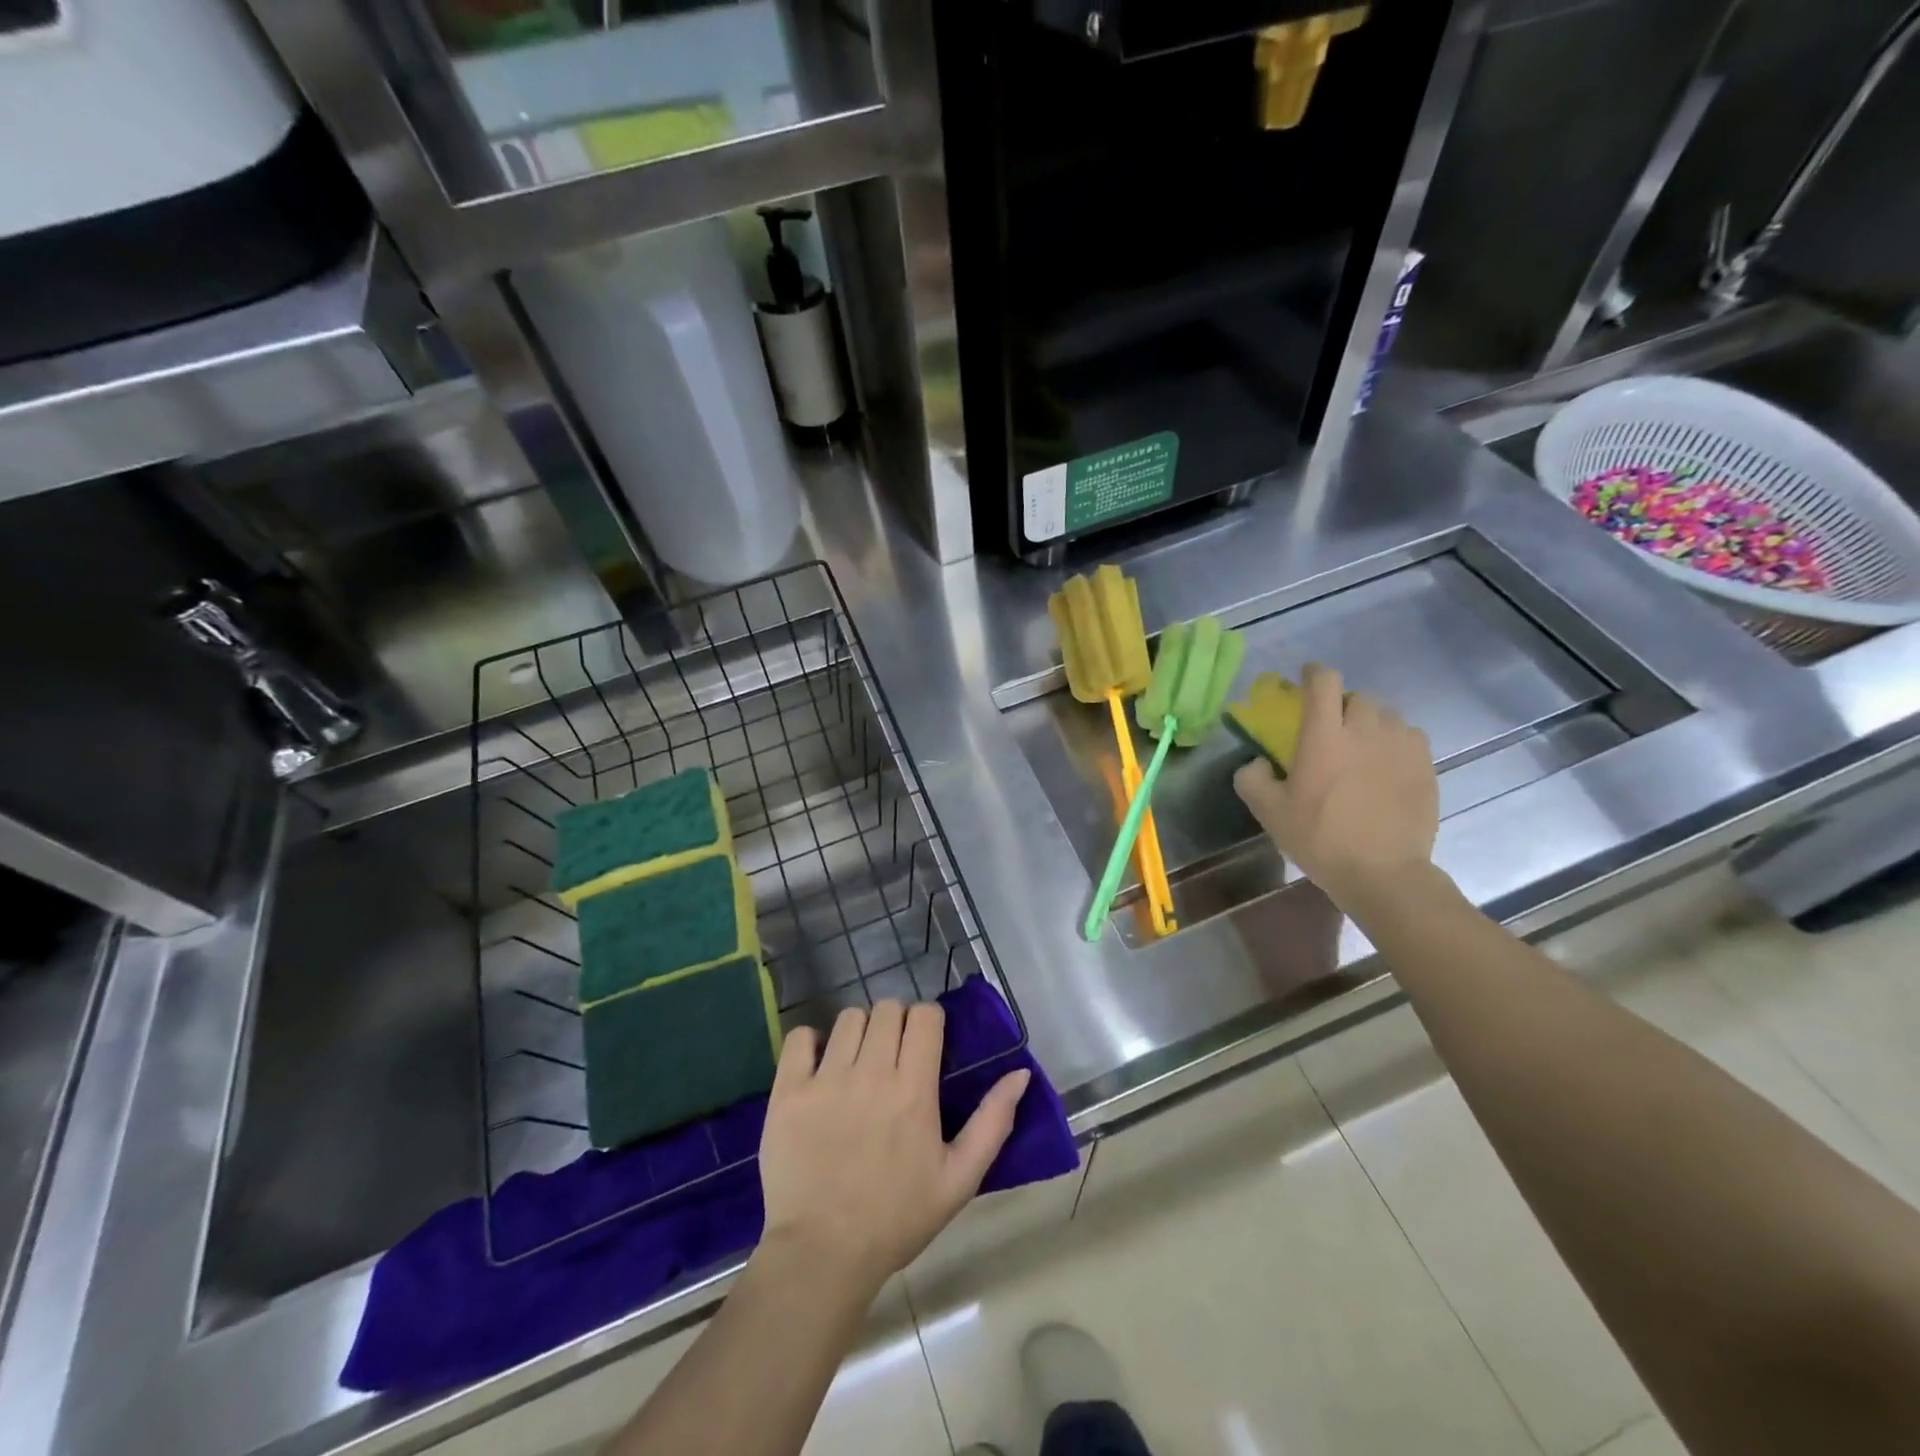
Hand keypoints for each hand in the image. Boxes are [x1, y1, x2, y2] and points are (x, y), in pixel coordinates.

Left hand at [757, 1002, 1030, 1294]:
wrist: (822, 1255)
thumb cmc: (897, 1218)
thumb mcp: (959, 1179)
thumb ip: (993, 1122)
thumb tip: (1020, 1073)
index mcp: (913, 1089)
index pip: (924, 1015)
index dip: (929, 1022)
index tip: (927, 1044)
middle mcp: (871, 1072)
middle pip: (887, 1009)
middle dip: (896, 1023)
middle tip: (894, 1055)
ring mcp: (825, 1079)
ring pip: (848, 1018)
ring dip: (859, 1032)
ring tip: (858, 1062)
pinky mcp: (788, 1091)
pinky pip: (799, 1037)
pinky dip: (810, 1042)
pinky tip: (819, 1065)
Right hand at [1233, 663, 1438, 912]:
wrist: (1384, 873)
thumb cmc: (1320, 838)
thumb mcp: (1269, 812)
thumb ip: (1252, 778)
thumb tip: (1258, 761)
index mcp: (1324, 735)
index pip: (1323, 682)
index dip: (1313, 673)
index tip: (1305, 680)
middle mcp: (1365, 729)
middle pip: (1356, 696)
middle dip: (1341, 704)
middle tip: (1331, 728)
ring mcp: (1401, 745)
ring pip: (1386, 715)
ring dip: (1369, 722)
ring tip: (1362, 747)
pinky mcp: (1426, 765)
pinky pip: (1409, 736)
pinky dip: (1394, 741)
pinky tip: (1386, 765)